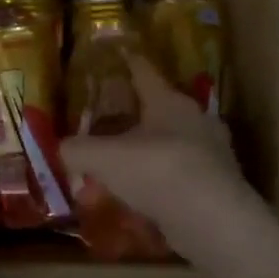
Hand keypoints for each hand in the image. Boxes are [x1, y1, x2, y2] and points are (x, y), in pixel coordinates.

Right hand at [58, 52, 248, 254]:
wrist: (215, 224)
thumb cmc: (157, 171)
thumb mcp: (101, 157)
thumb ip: (75, 149)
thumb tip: (60, 148)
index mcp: (169, 102)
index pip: (144, 71)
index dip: (127, 61)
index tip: (117, 53)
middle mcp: (195, 120)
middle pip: (156, 111)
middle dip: (130, 117)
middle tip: (103, 125)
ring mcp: (211, 154)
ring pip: (167, 146)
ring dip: (141, 155)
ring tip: (115, 170)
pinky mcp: (217, 187)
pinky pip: (176, 176)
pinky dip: (155, 183)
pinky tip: (135, 199)